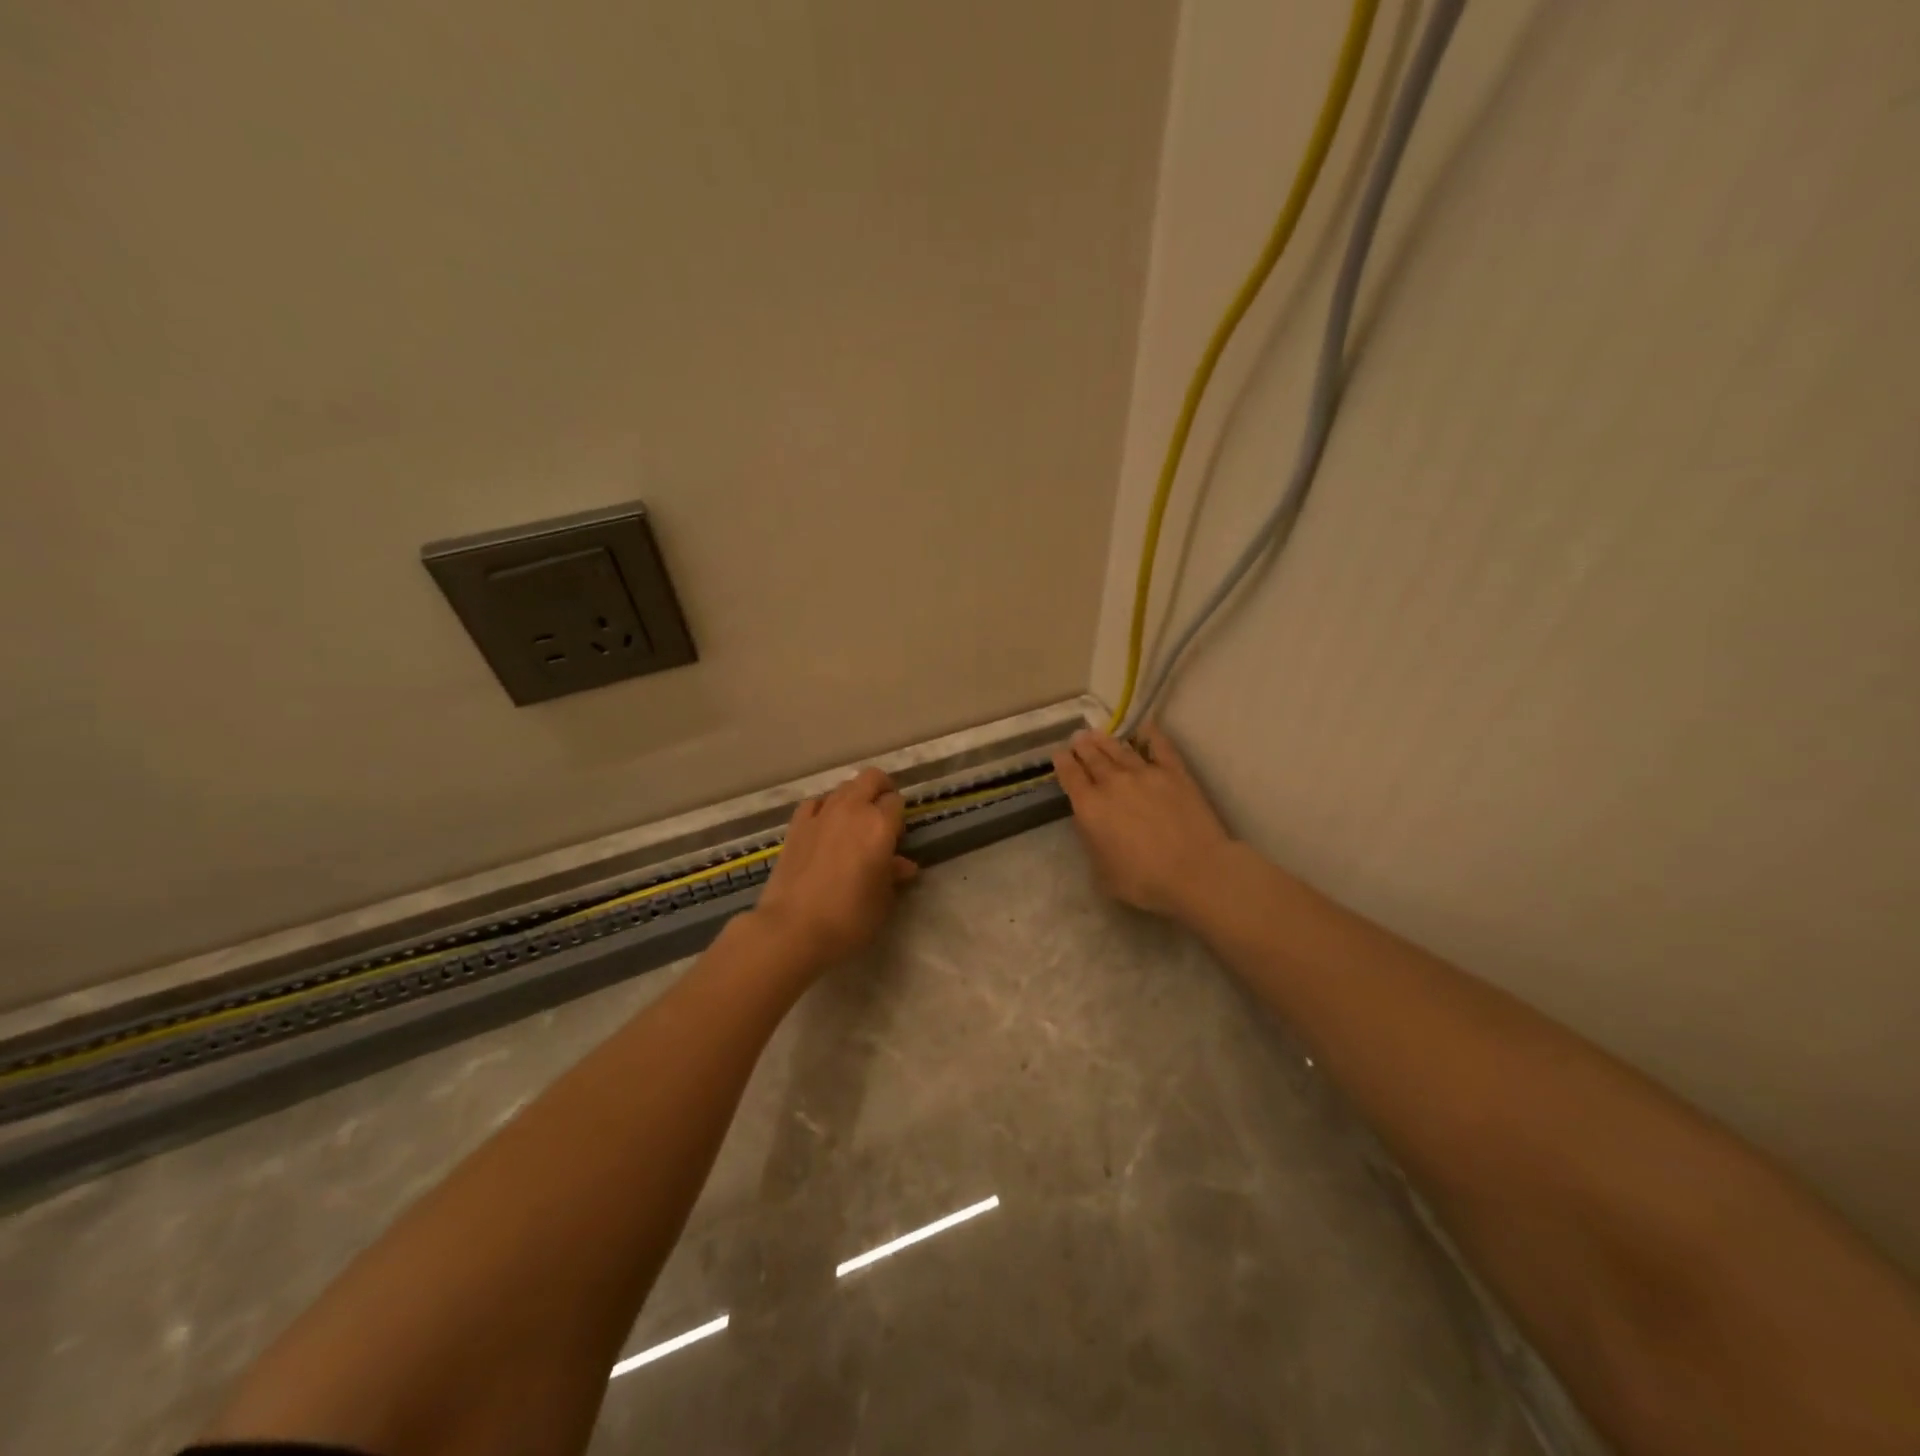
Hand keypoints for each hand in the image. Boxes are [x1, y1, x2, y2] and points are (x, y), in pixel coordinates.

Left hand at [751, 766, 917, 968]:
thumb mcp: (882, 901)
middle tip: (883, 814)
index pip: (897, 802)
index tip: (898, 836)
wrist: (793, 928)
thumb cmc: (849, 918)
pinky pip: (815, 803)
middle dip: (881, 789)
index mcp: (880, 825)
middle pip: (871, 779)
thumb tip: (903, 865)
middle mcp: (852, 810)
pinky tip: (824, 827)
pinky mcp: (796, 826)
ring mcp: (820, 814)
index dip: (900, 816)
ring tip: (853, 824)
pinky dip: (824, 808)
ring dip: (853, 798)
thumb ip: (893, 876)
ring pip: (843, 787)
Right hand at [1053, 725, 1234, 919]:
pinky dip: (1151, 734)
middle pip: (1093, 758)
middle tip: (1078, 738)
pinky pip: (1159, 746)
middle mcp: (1112, 783)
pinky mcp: (1174, 772)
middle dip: (1083, 747)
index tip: (1059, 754)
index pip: (1070, 777)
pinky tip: (1146, 726)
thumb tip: (1091, 823)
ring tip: (1098, 733)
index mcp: (1090, 807)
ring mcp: (1145, 773)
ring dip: (1106, 740)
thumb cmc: (1144, 881)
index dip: (1063, 763)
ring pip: (1120, 750)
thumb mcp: (1102, 872)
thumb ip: (1093, 842)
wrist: (1195, 871)